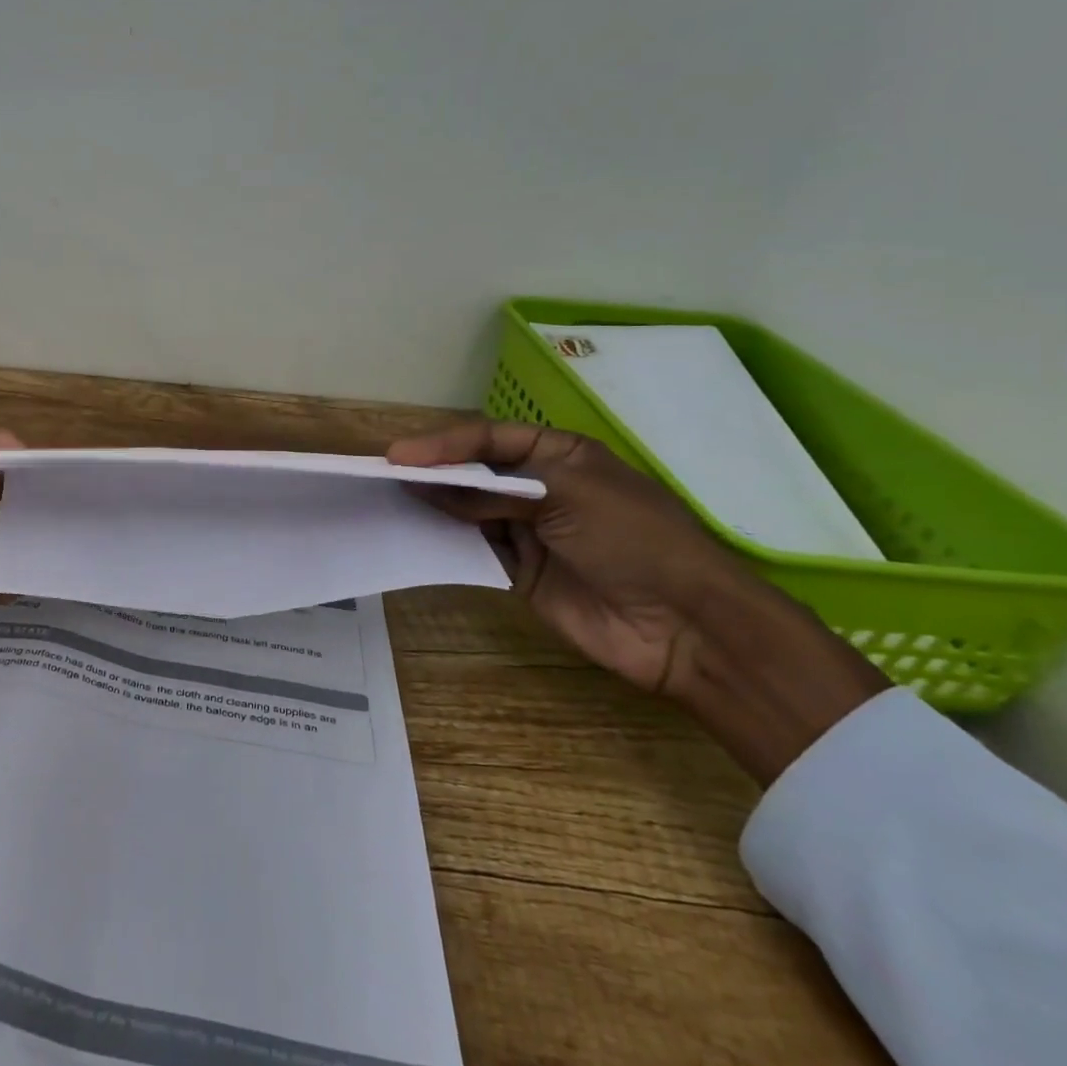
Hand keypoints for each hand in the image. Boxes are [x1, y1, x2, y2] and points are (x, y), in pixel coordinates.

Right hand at [390, 419, 888, 783]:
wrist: (685, 627)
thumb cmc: (634, 539)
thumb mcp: (567, 496)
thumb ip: (494, 492)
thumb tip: (428, 486)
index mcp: (559, 455)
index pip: (489, 439)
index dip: (443, 444)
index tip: (398, 456)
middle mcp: (538, 488)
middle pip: (472, 473)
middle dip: (431, 472)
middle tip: (382, 475)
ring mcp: (527, 531)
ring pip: (466, 510)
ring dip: (431, 506)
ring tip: (386, 501)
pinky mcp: (518, 572)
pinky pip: (471, 550)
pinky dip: (444, 542)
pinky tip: (413, 536)